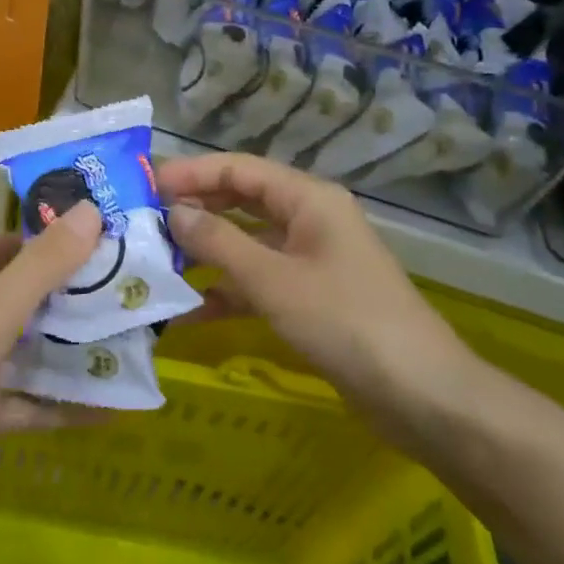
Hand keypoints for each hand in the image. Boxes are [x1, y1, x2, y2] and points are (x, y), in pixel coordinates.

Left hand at [0, 201, 102, 556]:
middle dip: (74, 294)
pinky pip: (29, 406)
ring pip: (32, 352)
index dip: (47, 237)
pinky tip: (112, 408)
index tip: (102, 233)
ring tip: (136, 341)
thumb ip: (42, 266)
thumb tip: (93, 211)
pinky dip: (64, 406)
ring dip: (74, 350)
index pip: (6, 246)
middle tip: (134, 287)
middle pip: (26, 299)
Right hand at [159, 153, 484, 451]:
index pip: (239, 169)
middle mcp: (310, 220)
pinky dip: (229, 291)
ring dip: (207, 253)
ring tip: (156, 263)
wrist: (420, 394)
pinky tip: (191, 312)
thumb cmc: (345, 322)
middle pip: (242, 202)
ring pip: (248, 243)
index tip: (145, 185)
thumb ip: (218, 242)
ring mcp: (312, 260)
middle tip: (143, 223)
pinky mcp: (312, 298)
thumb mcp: (273, 280)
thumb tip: (173, 212)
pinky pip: (260, 282)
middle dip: (195, 210)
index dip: (191, 173)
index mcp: (308, 199)